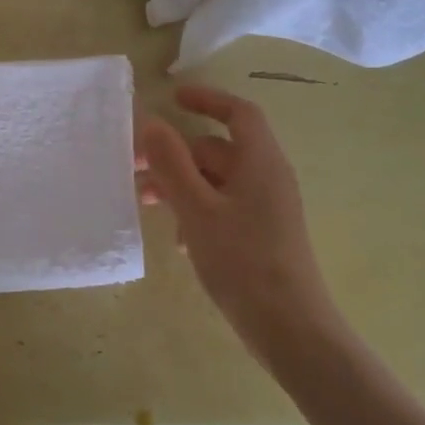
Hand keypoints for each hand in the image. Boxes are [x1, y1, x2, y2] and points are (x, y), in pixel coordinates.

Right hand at [136, 86, 338, 361]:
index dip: (207, 100)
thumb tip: (150, 122)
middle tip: (136, 168)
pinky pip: (224, 209)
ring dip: (181, 186)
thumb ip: (172, 164)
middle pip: (218, 150)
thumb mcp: (198, 210)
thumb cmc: (242, 261)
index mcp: (260, 162)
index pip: (238, 113)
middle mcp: (267, 178)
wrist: (288, 326)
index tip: (172, 98)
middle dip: (176, 155)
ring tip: (147, 204)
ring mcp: (266, 209)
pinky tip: (180, 241)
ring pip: (217, 182)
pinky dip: (197, 212)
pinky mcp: (261, 236)